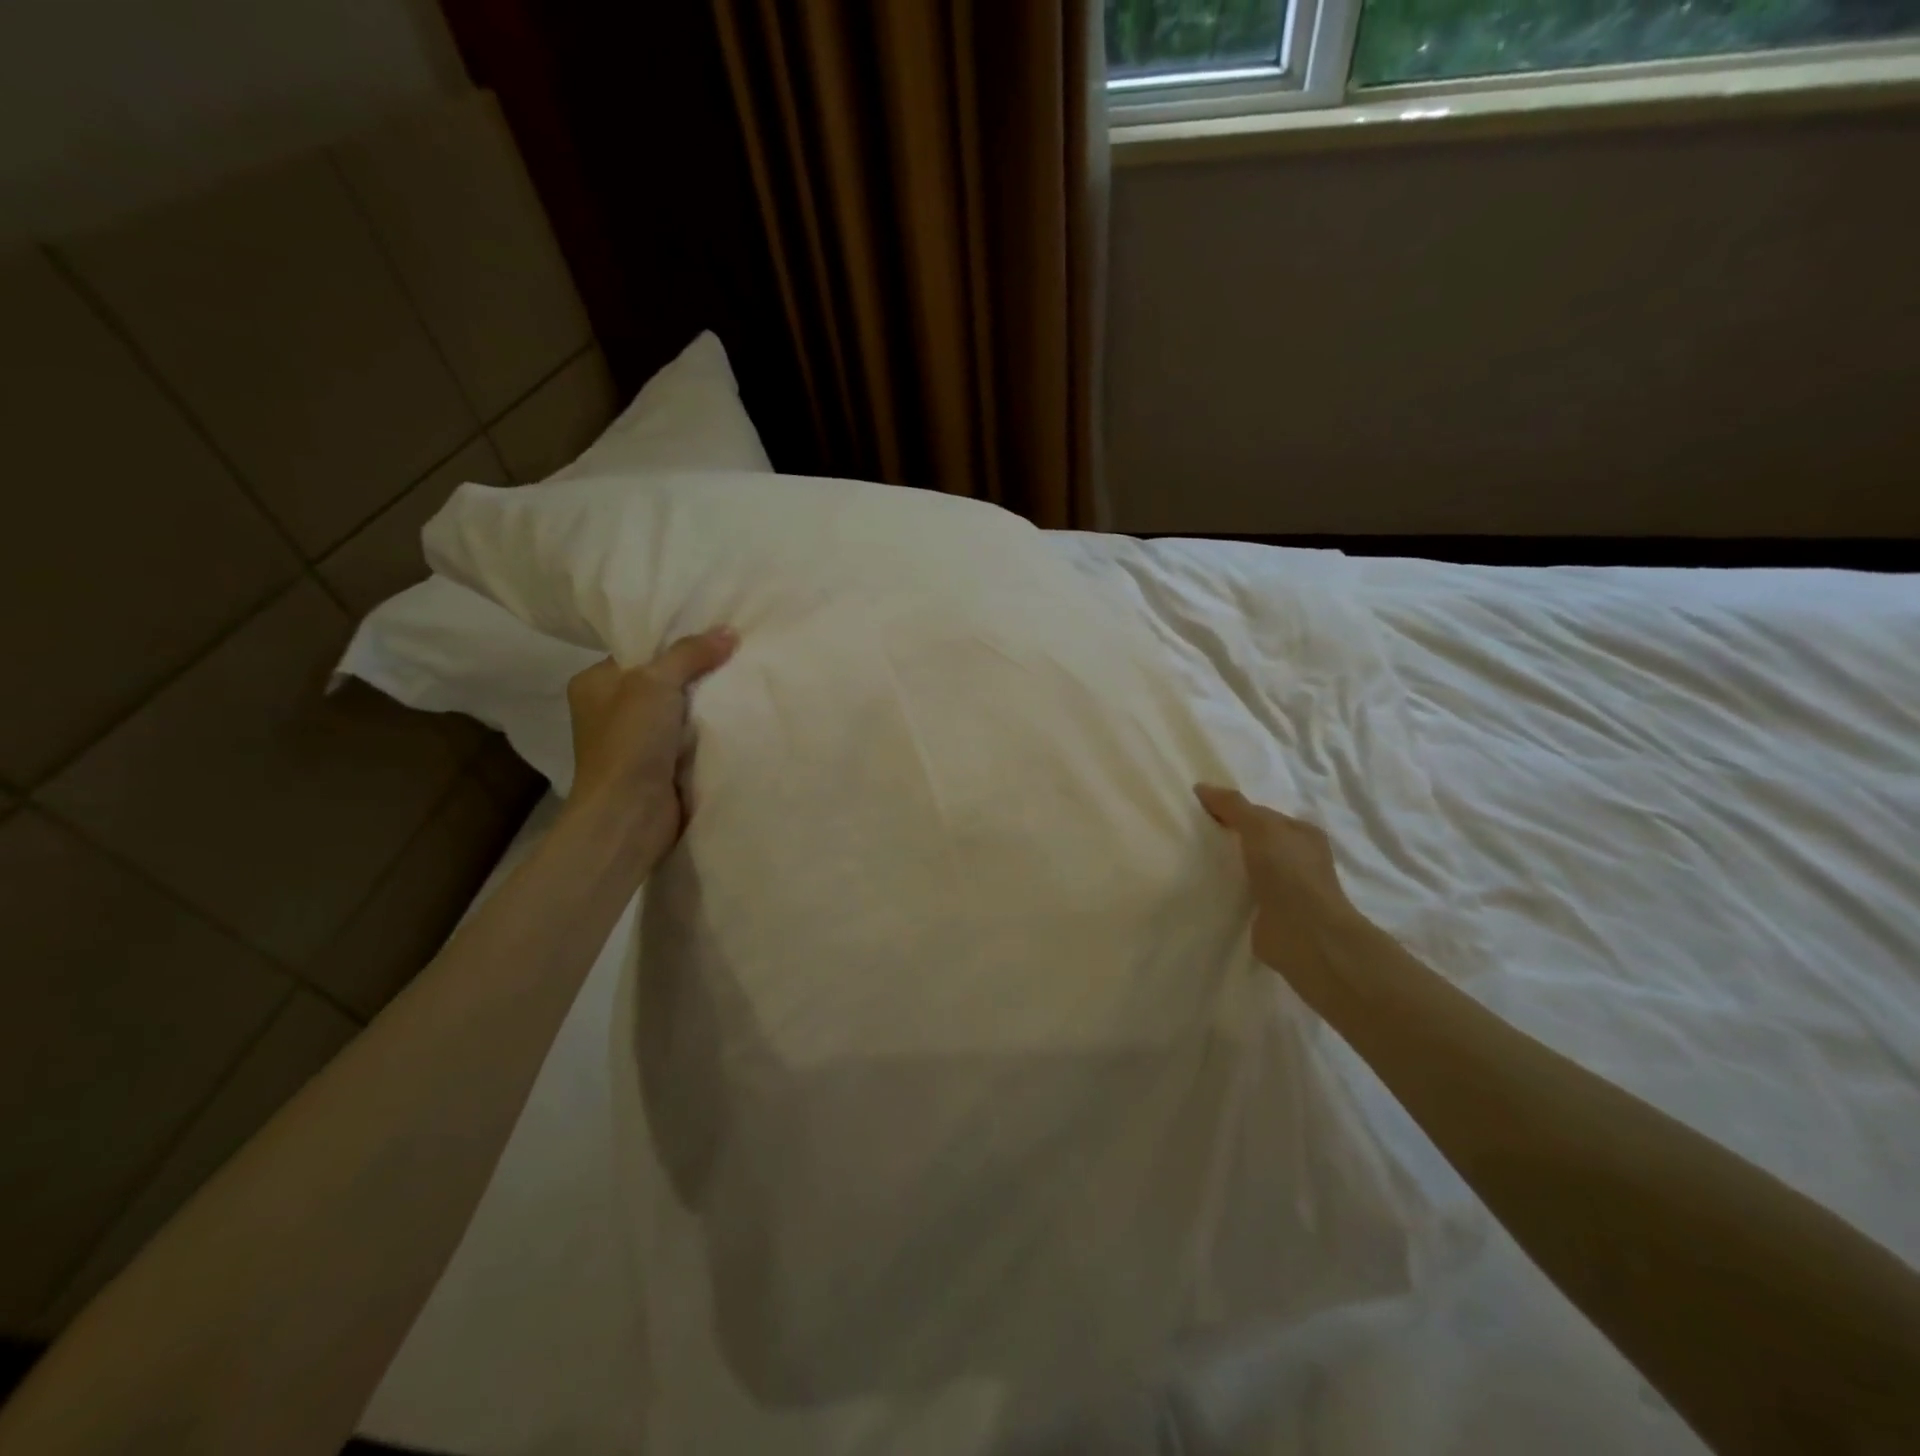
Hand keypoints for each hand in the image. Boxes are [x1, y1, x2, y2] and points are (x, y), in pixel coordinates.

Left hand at [561, 627, 738, 876]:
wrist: (630, 814)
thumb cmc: (630, 741)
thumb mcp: (656, 683)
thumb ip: (690, 654)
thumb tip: (728, 631)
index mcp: (595, 683)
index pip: (640, 651)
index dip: (676, 641)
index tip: (715, 632)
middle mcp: (611, 710)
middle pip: (663, 680)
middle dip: (697, 672)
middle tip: (737, 654)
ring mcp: (636, 741)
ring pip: (679, 710)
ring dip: (706, 704)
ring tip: (743, 681)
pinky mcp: (659, 766)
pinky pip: (690, 738)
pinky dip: (709, 731)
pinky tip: (737, 718)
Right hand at [1195, 784, 1373, 1011]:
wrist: (1304, 934)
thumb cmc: (1288, 872)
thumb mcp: (1260, 827)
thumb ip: (1232, 806)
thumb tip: (1201, 787)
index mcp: (1303, 834)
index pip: (1263, 815)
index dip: (1234, 810)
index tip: (1201, 812)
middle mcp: (1299, 860)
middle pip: (1255, 841)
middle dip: (1229, 838)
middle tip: (1193, 835)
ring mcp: (1287, 890)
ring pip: (1249, 868)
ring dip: (1228, 866)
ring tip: (1192, 861)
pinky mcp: (1271, 915)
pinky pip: (1243, 894)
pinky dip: (1228, 891)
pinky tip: (1206, 888)